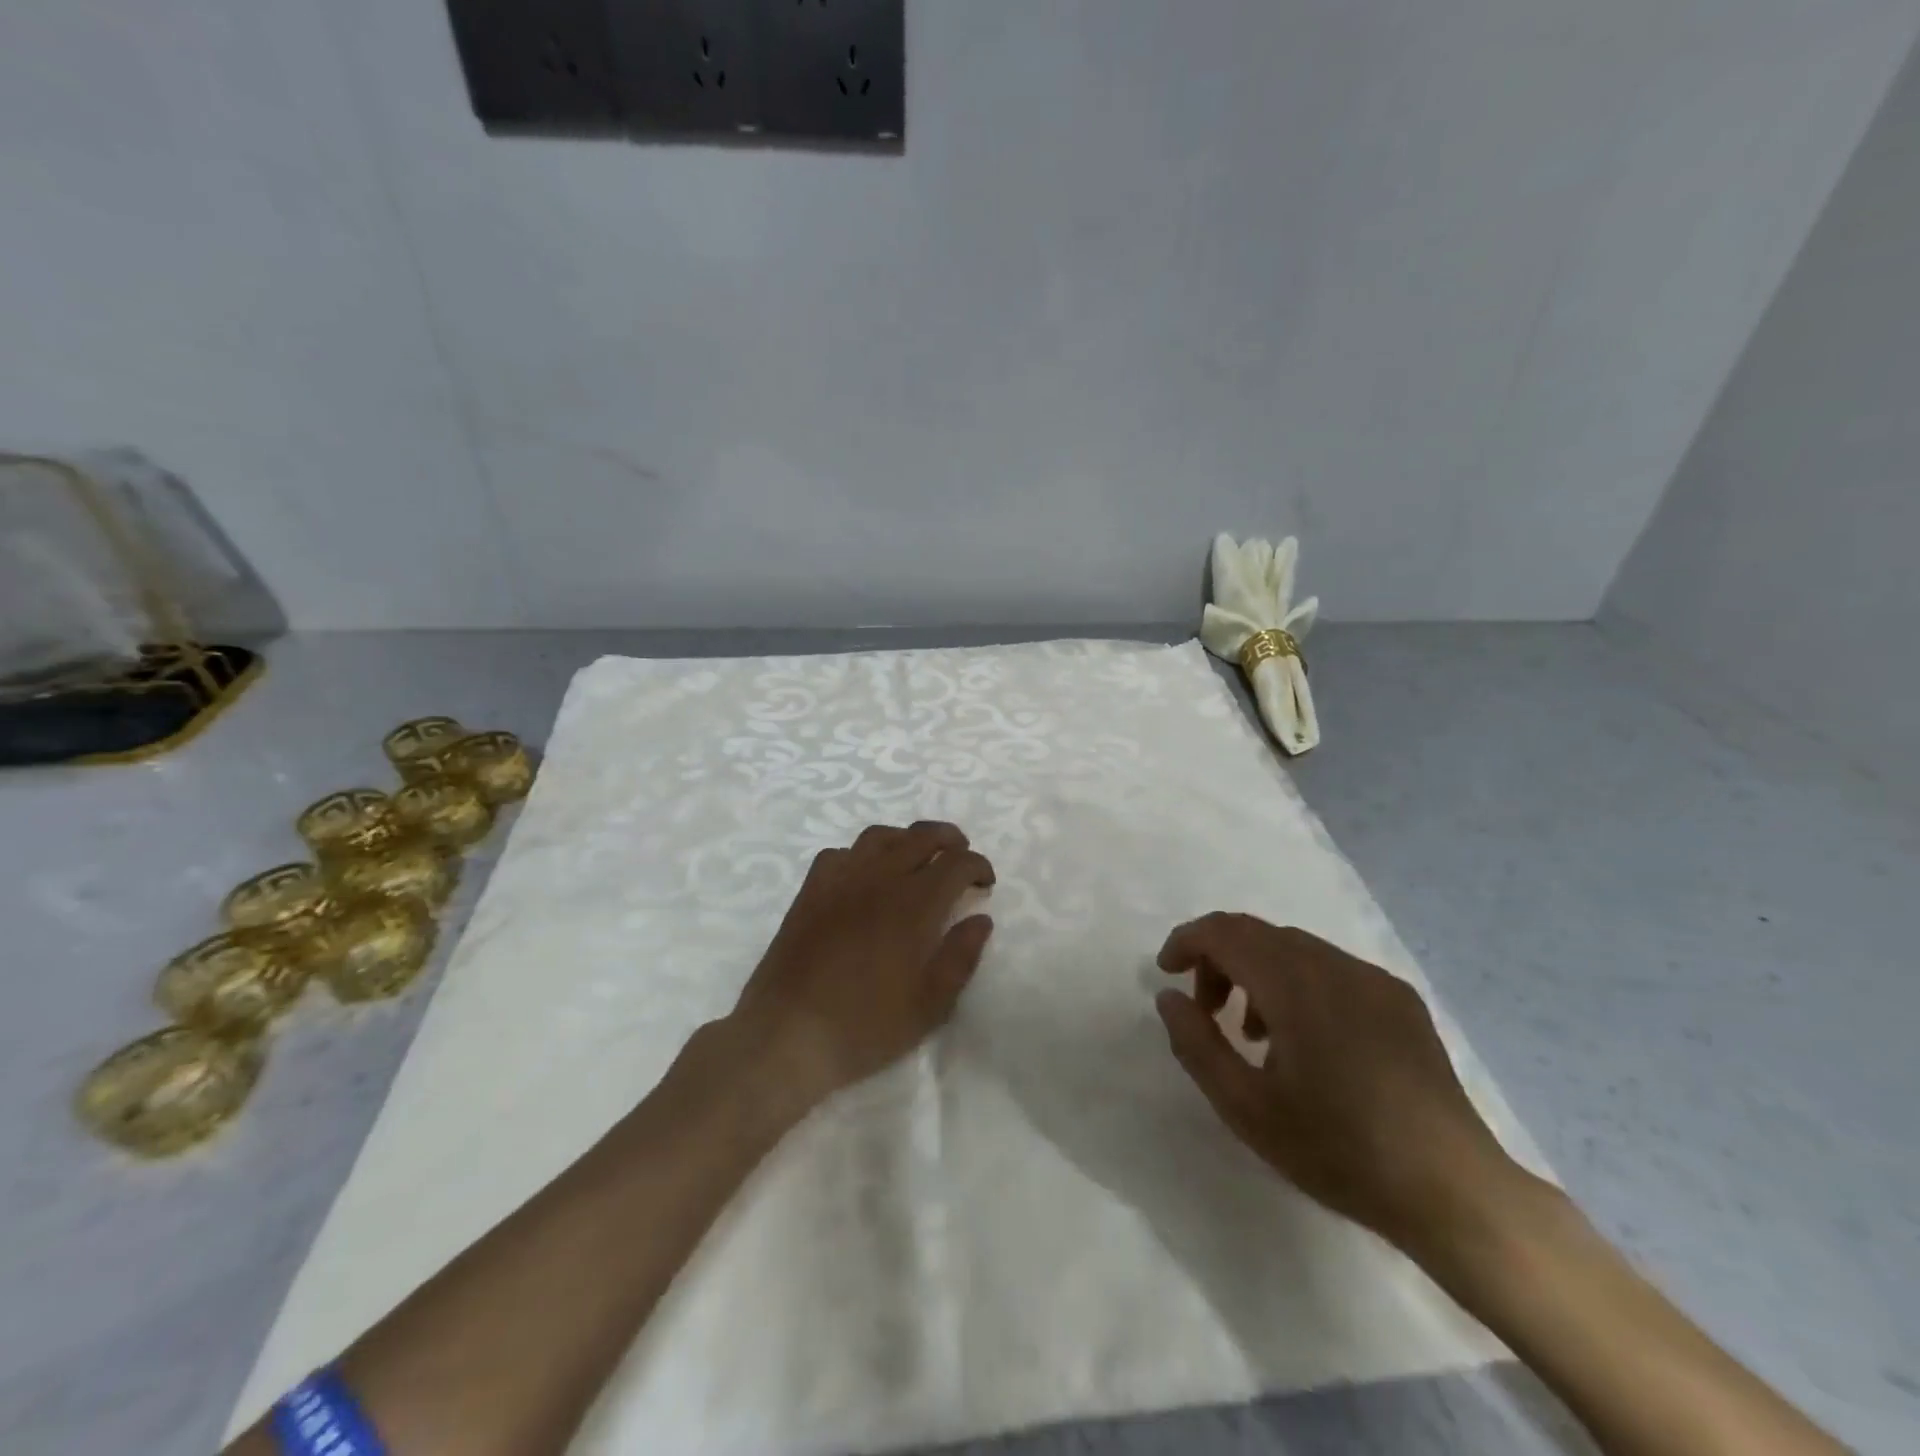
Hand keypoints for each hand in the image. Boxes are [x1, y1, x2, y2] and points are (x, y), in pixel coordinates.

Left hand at [728, 822, 995, 1111]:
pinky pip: (841, 853)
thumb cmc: (865, 1025)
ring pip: (880, 836)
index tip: (985, 883)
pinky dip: (862, 855)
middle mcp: (880, 878)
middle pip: (922, 836)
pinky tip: (865, 877)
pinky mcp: (811, 890)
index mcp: (915, 904)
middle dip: (950, 840)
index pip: (957, 863)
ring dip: (907, 839)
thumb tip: (981, 919)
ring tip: (917, 858)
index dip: (978, 866)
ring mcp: (841, 880)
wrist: (788, 1034)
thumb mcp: (930, 1005)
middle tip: (961, 857)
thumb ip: (961, 956)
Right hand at [1155, 913, 1515, 1255]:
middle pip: (1257, 933)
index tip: (1166, 973)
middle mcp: (1335, 965)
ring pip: (1293, 949)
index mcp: (1295, 984)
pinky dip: (1296, 984)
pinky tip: (1305, 1041)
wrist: (1454, 1192)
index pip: (1225, 932)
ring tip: (1252, 1034)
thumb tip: (1170, 997)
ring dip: (1257, 973)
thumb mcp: (1245, 1107)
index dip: (1186, 941)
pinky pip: (1330, 969)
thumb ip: (1195, 1043)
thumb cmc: (1339, 1150)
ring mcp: (1373, 979)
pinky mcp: (1399, 1000)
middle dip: (1219, 960)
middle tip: (1206, 1012)